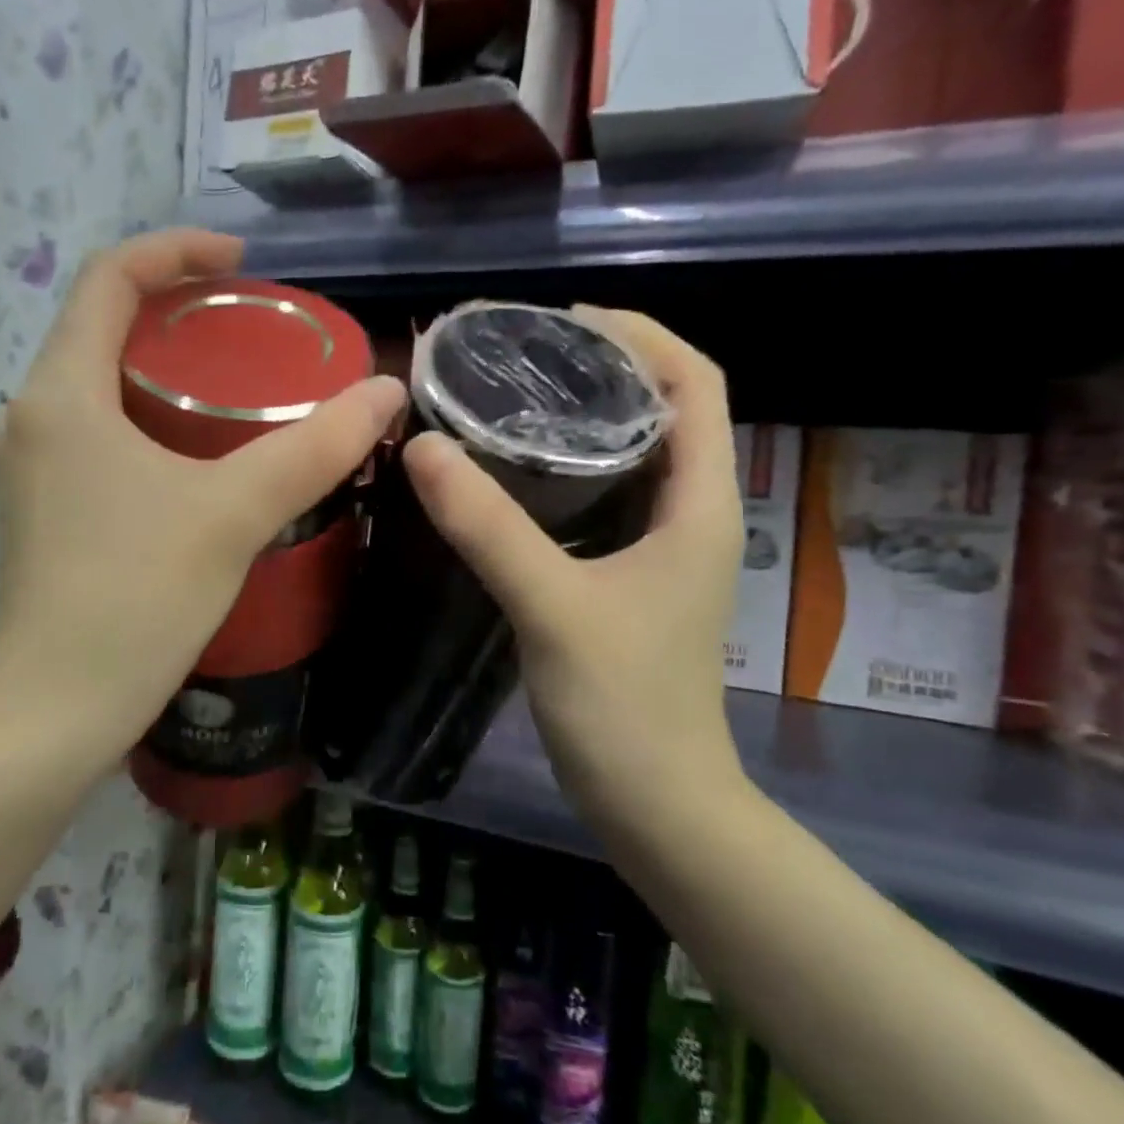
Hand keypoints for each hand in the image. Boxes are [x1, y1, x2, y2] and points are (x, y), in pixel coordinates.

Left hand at [0, 229, 404, 763]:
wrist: (57, 711)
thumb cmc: (136, 598)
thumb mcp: (235, 512)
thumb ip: (314, 448)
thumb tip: (386, 391)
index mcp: (63, 393)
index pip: (109, 278)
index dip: (176, 251)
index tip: (243, 262)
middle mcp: (34, 415)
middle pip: (102, 325)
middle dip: (177, 308)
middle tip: (252, 322)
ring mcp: (34, 465)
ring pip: (101, 381)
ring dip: (164, 363)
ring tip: (237, 379)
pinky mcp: (47, 507)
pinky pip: (99, 428)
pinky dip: (151, 413)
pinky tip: (200, 450)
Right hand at [402, 308, 747, 818]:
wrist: (656, 803)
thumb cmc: (625, 707)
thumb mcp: (553, 607)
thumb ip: (489, 527)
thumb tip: (422, 447)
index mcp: (701, 503)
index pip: (695, 383)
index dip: (641, 334)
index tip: (564, 320)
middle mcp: (692, 512)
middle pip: (664, 407)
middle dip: (603, 366)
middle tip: (521, 353)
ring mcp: (664, 546)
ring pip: (633, 452)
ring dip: (584, 415)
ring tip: (512, 395)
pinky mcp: (632, 575)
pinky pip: (607, 496)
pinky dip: (569, 468)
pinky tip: (513, 472)